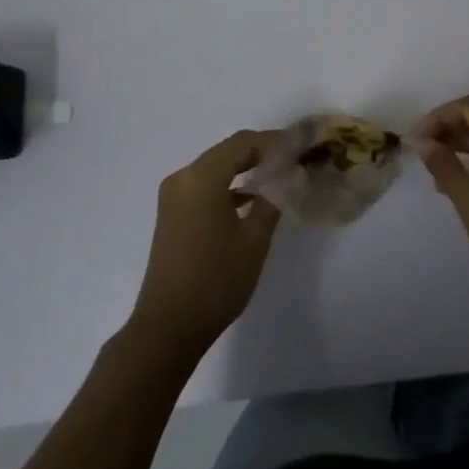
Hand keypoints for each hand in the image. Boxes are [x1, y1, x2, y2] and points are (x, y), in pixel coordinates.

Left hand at [129, 131, 282, 359]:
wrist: (167, 328)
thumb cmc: (215, 280)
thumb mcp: (254, 239)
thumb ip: (275, 198)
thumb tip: (292, 173)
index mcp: (201, 177)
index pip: (242, 143)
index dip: (273, 141)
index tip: (300, 146)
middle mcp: (183, 177)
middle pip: (227, 152)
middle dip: (261, 153)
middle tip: (293, 159)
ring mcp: (173, 196)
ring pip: (215, 168)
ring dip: (244, 170)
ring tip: (278, 177)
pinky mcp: (171, 214)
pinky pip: (204, 186)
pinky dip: (227, 187)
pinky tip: (250, 200)